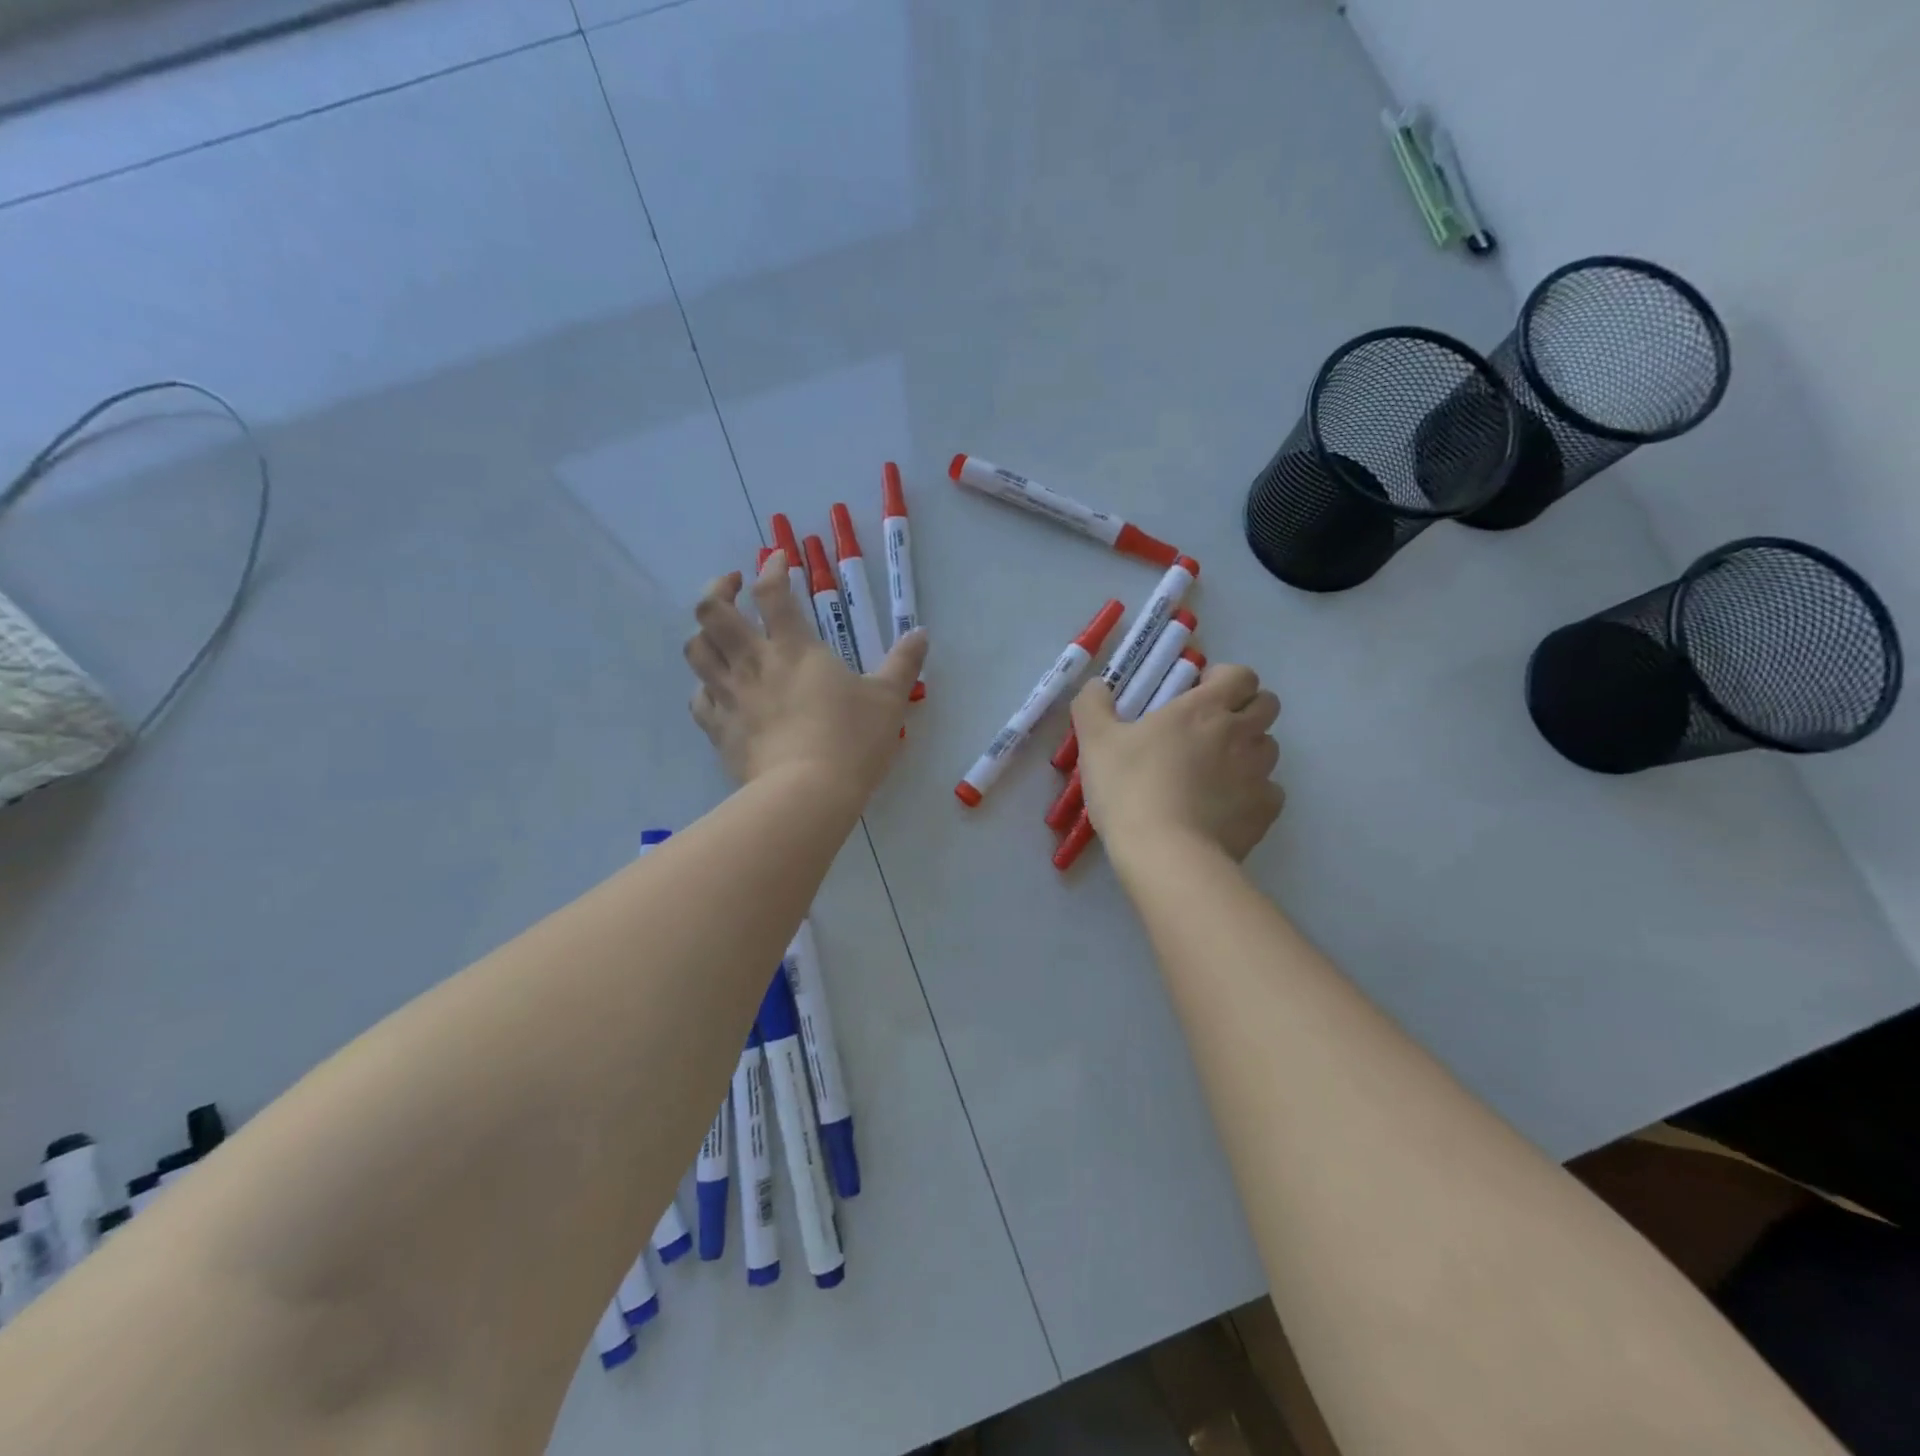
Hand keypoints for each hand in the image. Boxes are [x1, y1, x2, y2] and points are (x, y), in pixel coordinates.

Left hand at [686, 552, 928, 799]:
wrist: (807, 794)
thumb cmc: (852, 740)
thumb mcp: (889, 700)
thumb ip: (904, 663)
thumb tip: (921, 633)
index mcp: (794, 648)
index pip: (772, 592)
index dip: (772, 567)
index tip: (778, 560)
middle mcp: (753, 663)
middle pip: (712, 610)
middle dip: (718, 588)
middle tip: (733, 587)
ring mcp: (730, 696)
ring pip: (695, 650)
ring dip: (703, 634)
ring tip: (719, 634)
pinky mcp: (719, 730)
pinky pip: (698, 699)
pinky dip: (704, 687)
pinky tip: (717, 690)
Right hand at [1072, 663, 1283, 862]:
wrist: (1166, 854)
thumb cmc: (1129, 789)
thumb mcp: (1095, 742)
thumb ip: (1093, 705)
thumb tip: (1098, 685)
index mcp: (1204, 708)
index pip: (1240, 675)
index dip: (1224, 679)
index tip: (1198, 693)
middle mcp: (1240, 734)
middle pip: (1267, 704)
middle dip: (1245, 709)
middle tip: (1210, 729)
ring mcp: (1258, 773)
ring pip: (1269, 748)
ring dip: (1249, 750)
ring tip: (1215, 771)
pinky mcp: (1265, 811)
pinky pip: (1269, 791)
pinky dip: (1252, 793)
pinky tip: (1223, 807)